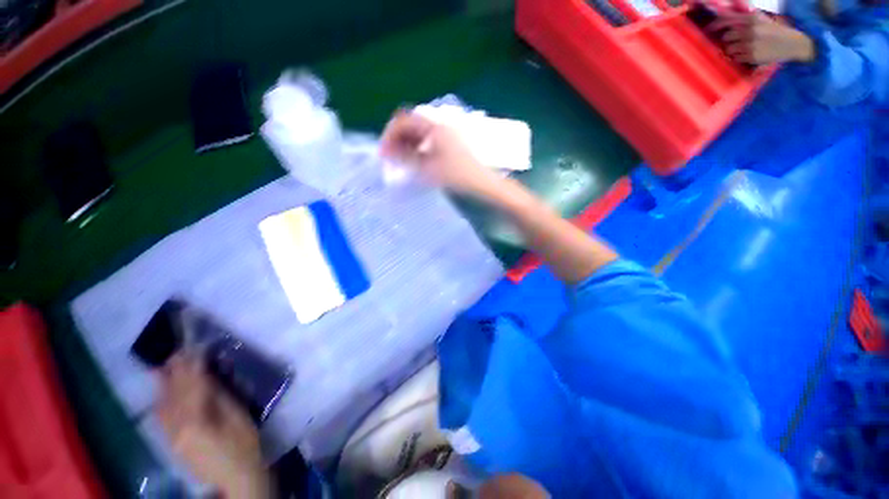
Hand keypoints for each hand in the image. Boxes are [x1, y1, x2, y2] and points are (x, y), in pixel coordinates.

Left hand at [156, 356, 271, 498]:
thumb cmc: (244, 445)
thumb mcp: (238, 417)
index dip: (192, 366)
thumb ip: (219, 397)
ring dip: (164, 385)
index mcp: (195, 422)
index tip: (193, 348)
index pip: (192, 387)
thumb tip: (208, 377)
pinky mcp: (172, 444)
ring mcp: (171, 438)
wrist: (236, 478)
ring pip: (163, 406)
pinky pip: (162, 418)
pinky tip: (163, 392)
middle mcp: (176, 429)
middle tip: (176, 351)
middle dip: (175, 372)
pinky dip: (162, 401)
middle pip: (173, 395)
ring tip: (166, 366)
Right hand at [380, 110, 501, 198]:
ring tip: (400, 162)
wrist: (483, 183)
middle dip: (397, 139)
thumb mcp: (428, 168)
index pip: (403, 120)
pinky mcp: (450, 143)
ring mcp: (446, 133)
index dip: (389, 135)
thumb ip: (405, 158)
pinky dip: (418, 148)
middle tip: (390, 158)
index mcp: (433, 126)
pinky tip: (415, 161)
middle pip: (411, 125)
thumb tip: (387, 151)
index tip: (383, 153)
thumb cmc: (456, 175)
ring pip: (419, 133)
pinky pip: (428, 141)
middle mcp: (439, 124)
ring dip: (407, 145)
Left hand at [709, 12, 814, 64]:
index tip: (708, 29)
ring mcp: (750, 44)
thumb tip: (726, 16)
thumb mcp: (761, 19)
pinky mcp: (752, 56)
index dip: (715, 25)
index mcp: (752, 19)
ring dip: (733, 50)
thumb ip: (745, 18)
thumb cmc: (775, 31)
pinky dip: (739, 57)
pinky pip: (735, 58)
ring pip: (729, 49)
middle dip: (728, 40)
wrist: (793, 43)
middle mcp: (750, 30)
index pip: (727, 20)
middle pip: (726, 37)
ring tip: (743, 48)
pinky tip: (748, 54)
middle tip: (736, 41)